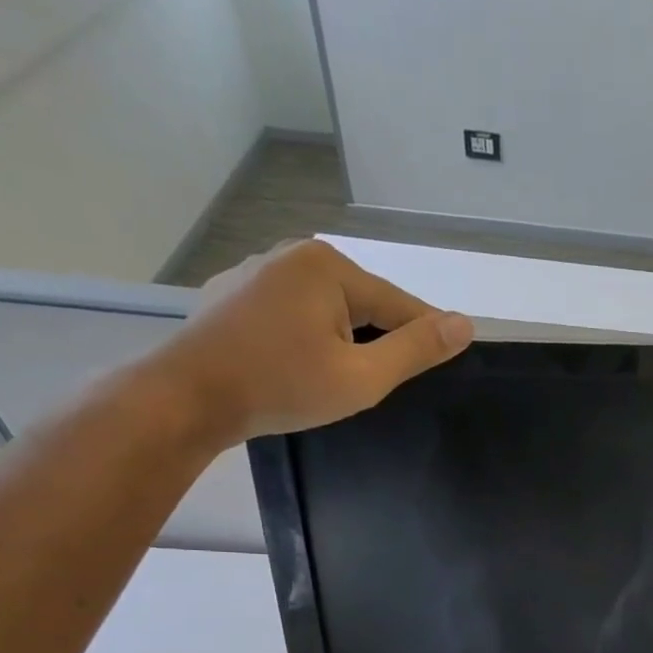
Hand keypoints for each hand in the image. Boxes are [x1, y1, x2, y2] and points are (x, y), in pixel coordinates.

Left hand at [149, 239, 474, 445]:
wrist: (187, 398)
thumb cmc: (282, 387)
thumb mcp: (363, 377)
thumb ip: (416, 350)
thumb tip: (464, 324)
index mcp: (328, 266)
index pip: (400, 305)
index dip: (424, 339)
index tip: (442, 367)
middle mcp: (292, 255)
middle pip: (363, 303)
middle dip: (377, 341)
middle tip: (378, 385)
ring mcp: (257, 271)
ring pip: (327, 308)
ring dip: (342, 339)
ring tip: (338, 379)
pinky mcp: (233, 294)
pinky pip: (292, 312)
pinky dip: (308, 336)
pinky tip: (298, 366)